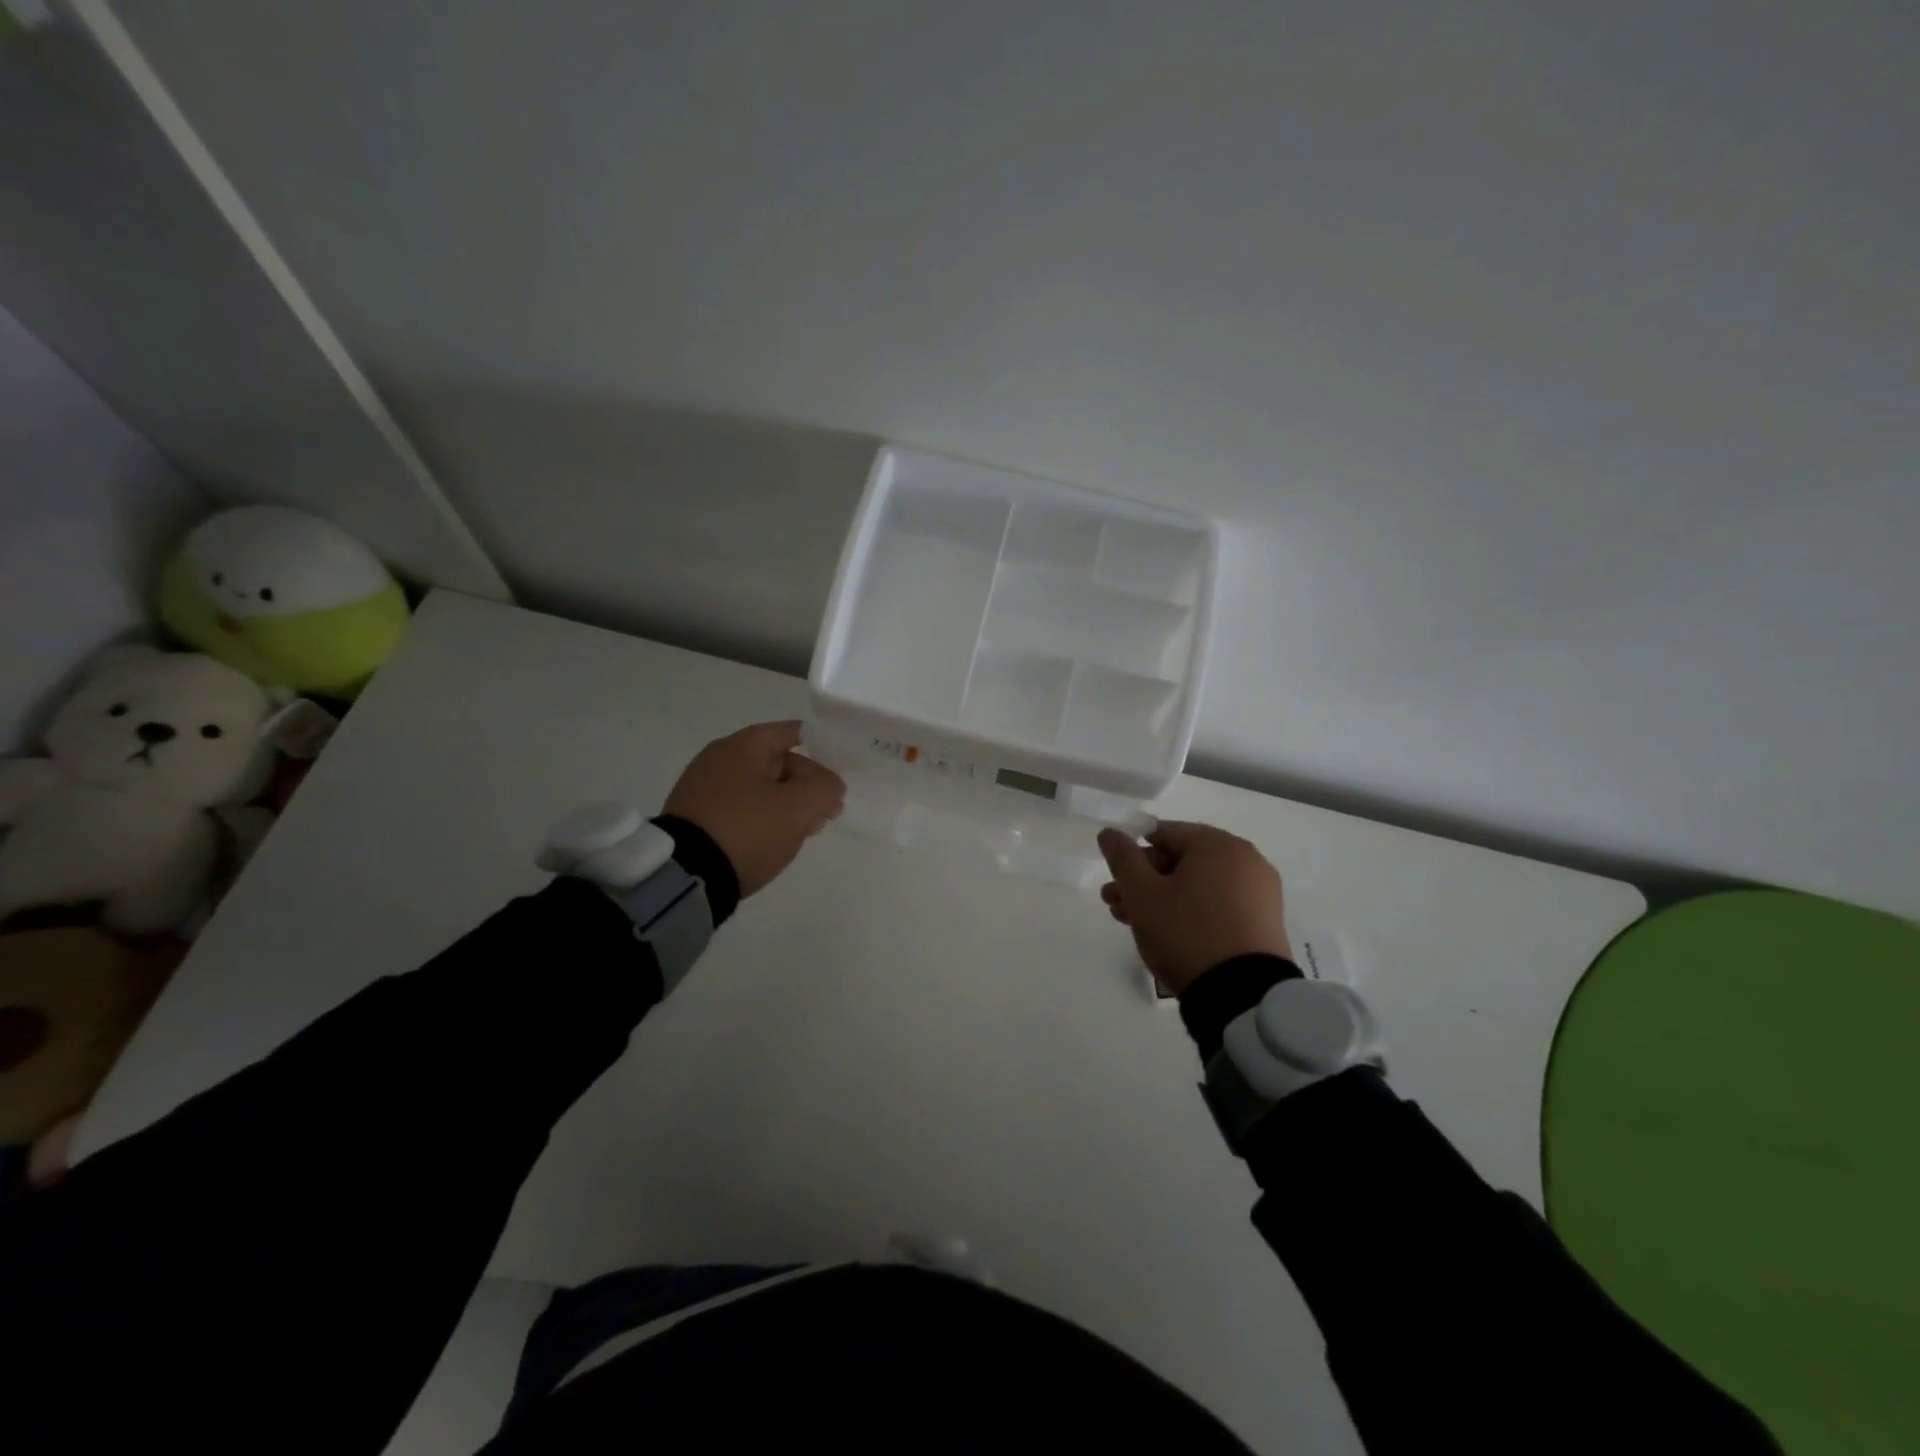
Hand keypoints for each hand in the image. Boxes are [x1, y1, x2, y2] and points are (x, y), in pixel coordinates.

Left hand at [663, 721, 845, 897]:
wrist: (687, 876)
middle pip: (778, 763)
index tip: (840, 775)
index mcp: (742, 745)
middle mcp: (719, 758)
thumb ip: (826, 788)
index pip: (793, 733)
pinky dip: (762, 820)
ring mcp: (703, 789)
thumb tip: (830, 787)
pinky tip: (772, 843)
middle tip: (826, 815)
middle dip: (807, 786)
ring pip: (761, 789)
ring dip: (786, 806)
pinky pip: (741, 810)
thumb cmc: (747, 830)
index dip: (822, 749)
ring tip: (803, 833)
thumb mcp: (799, 806)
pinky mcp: (696, 818)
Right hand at [1096, 821, 1291, 995]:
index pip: (1163, 834)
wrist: (1242, 995)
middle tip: (1116, 906)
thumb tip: (1110, 833)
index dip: (1133, 855)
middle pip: (1181, 860)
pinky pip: (1218, 903)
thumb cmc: (1186, 933)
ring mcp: (1259, 891)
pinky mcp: (1265, 920)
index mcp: (1217, 844)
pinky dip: (1191, 911)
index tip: (1115, 883)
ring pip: (1197, 884)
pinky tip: (1168, 933)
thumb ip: (1123, 858)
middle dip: (1144, 881)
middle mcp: (1245, 859)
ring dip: (1163, 898)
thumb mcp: (1142, 895)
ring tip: (1134, 923)